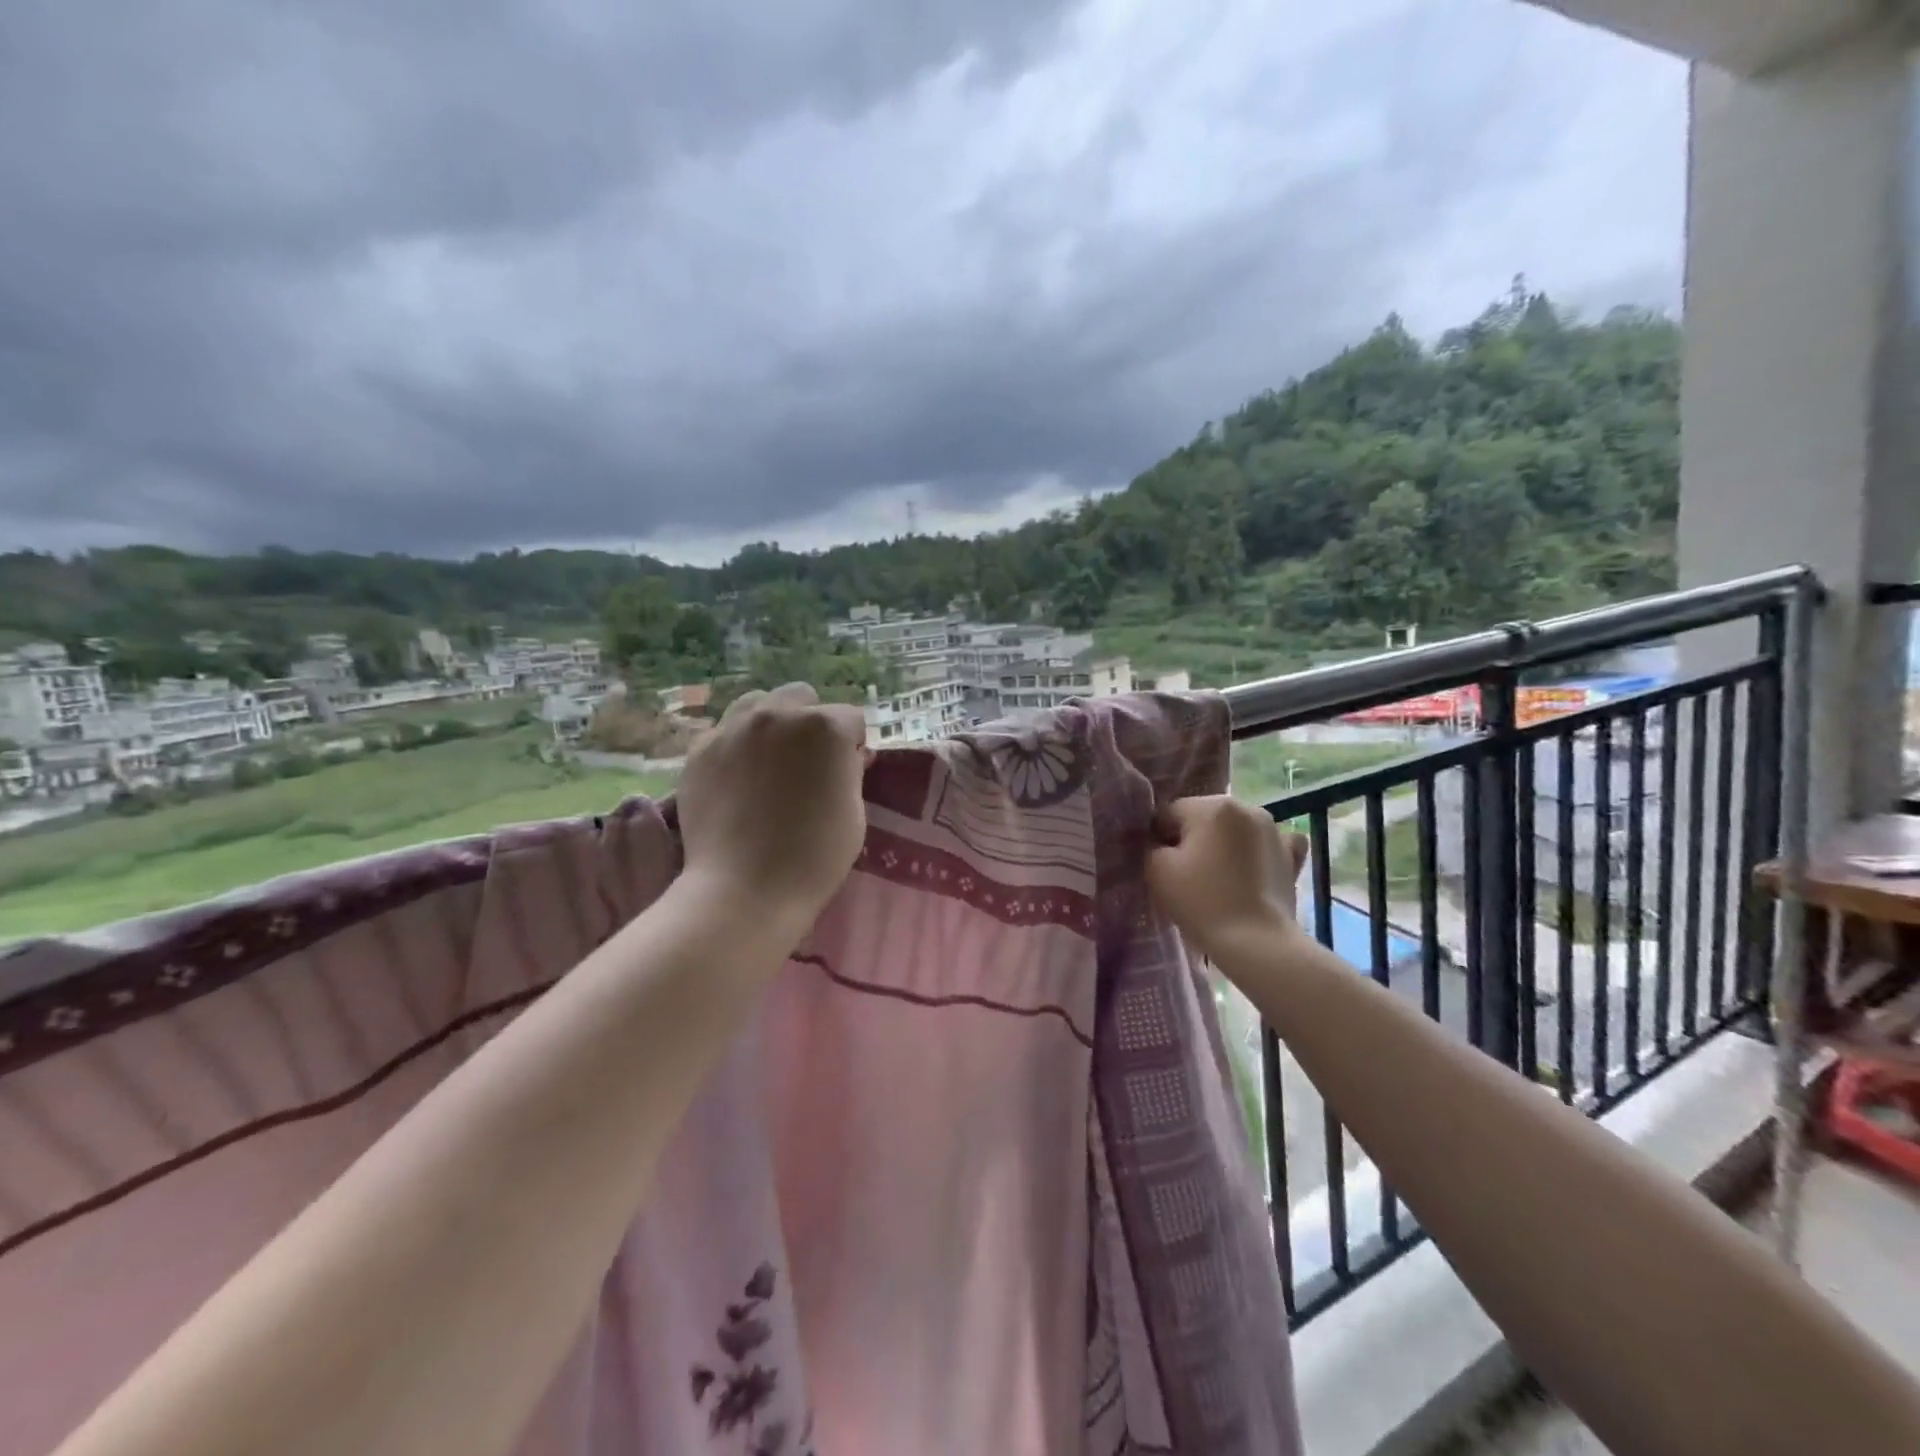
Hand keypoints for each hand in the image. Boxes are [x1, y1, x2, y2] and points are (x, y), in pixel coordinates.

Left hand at [677, 682, 868, 926]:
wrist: (744, 890)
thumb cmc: (814, 857)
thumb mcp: (854, 813)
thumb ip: (851, 771)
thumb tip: (848, 755)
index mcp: (826, 727)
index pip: (850, 718)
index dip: (852, 745)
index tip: (847, 771)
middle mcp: (779, 714)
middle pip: (802, 698)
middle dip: (810, 723)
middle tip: (807, 763)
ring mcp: (733, 728)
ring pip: (758, 704)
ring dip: (771, 724)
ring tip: (769, 760)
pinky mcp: (700, 749)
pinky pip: (724, 731)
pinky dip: (736, 746)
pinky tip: (738, 778)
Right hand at [1146, 796, 1306, 961]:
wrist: (1256, 942)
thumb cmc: (1201, 901)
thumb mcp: (1157, 869)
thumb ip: (1152, 845)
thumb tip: (1161, 842)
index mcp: (1211, 807)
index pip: (1170, 813)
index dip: (1159, 839)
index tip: (1161, 867)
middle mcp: (1246, 807)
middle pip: (1203, 819)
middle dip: (1193, 840)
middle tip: (1187, 876)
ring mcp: (1274, 831)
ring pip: (1233, 830)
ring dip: (1223, 845)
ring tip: (1218, 880)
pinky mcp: (1291, 856)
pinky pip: (1268, 844)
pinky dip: (1257, 852)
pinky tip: (1252, 869)